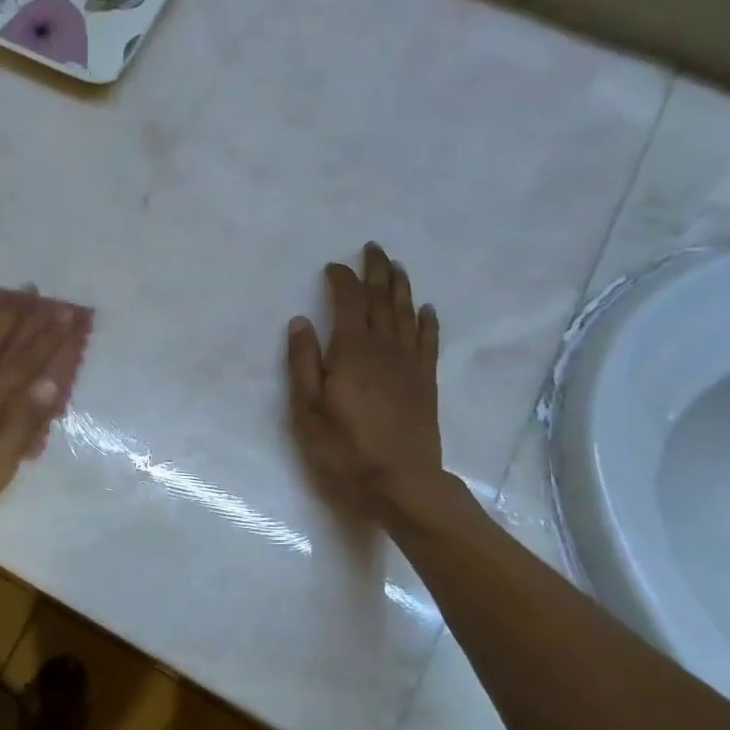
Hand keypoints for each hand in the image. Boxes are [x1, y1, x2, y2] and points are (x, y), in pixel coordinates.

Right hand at [287, 242, 448, 520]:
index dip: (342, 280)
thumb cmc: (344, 447)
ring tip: (397, 267)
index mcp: (353, 351)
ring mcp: (410, 364)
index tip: (333, 267)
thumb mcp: (307, 409)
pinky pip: (428, 341)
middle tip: (373, 248)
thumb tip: (301, 321)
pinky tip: (426, 309)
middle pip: (383, 299)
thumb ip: (303, 362)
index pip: (350, 302)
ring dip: (401, 287)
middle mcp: (385, 348)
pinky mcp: (426, 381)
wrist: (401, 480)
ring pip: (406, 314)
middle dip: (377, 271)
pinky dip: (427, 321)